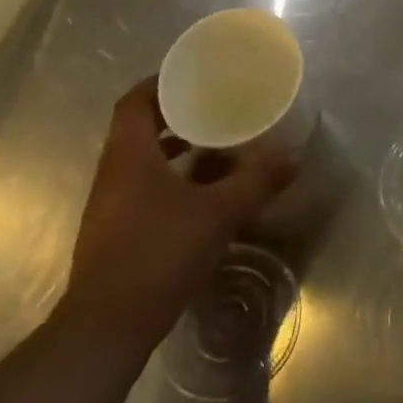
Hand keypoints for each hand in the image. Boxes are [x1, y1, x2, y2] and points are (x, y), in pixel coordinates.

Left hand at [60, 77, 296, 348]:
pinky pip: (146, 189)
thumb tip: (294, 156)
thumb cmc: (159, 253)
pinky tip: (205, 194)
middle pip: (140, 128)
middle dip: (177, 116)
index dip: (161, 82)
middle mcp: (114, 173)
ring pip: (144, 161)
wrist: (108, 327)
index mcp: (129, 155)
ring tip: (218, 146)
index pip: (135, 101)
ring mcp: (112, 205)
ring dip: (177, 150)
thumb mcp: (218, 212)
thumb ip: (256, 181)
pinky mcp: (117, 232)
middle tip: (215, 107)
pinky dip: (174, 180)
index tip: (193, 75)